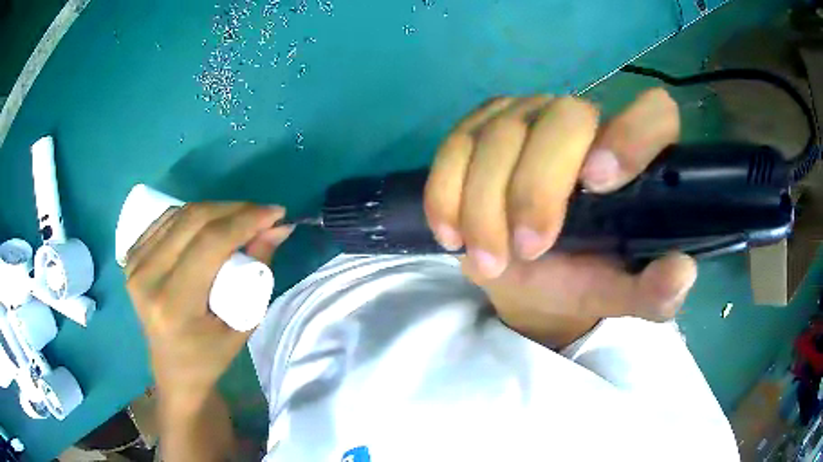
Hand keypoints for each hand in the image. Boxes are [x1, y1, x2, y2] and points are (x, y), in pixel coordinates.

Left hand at [124, 203, 292, 409]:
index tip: (276, 214)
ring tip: (241, 219)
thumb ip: (258, 273)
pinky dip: (194, 215)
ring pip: (180, 214)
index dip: (245, 221)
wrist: (172, 369)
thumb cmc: (210, 356)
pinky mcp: (131, 257)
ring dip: (216, 209)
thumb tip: (276, 229)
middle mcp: (146, 279)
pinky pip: (167, 220)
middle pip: (193, 220)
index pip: (209, 244)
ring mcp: (134, 265)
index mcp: (172, 305)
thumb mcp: (243, 324)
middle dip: (234, 209)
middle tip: (262, 214)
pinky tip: (211, 223)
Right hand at [424, 89, 696, 346]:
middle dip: (536, 188)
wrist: (519, 276)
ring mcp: (526, 118)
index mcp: (631, 158)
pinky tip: (451, 233)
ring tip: (487, 263)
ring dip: (484, 205)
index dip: (632, 134)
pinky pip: (455, 146)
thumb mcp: (616, 294)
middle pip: (562, 119)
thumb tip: (681, 274)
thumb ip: (651, 292)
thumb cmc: (576, 280)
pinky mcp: (478, 129)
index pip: (653, 114)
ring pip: (500, 135)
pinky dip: (447, 193)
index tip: (597, 184)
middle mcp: (582, 122)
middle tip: (526, 252)